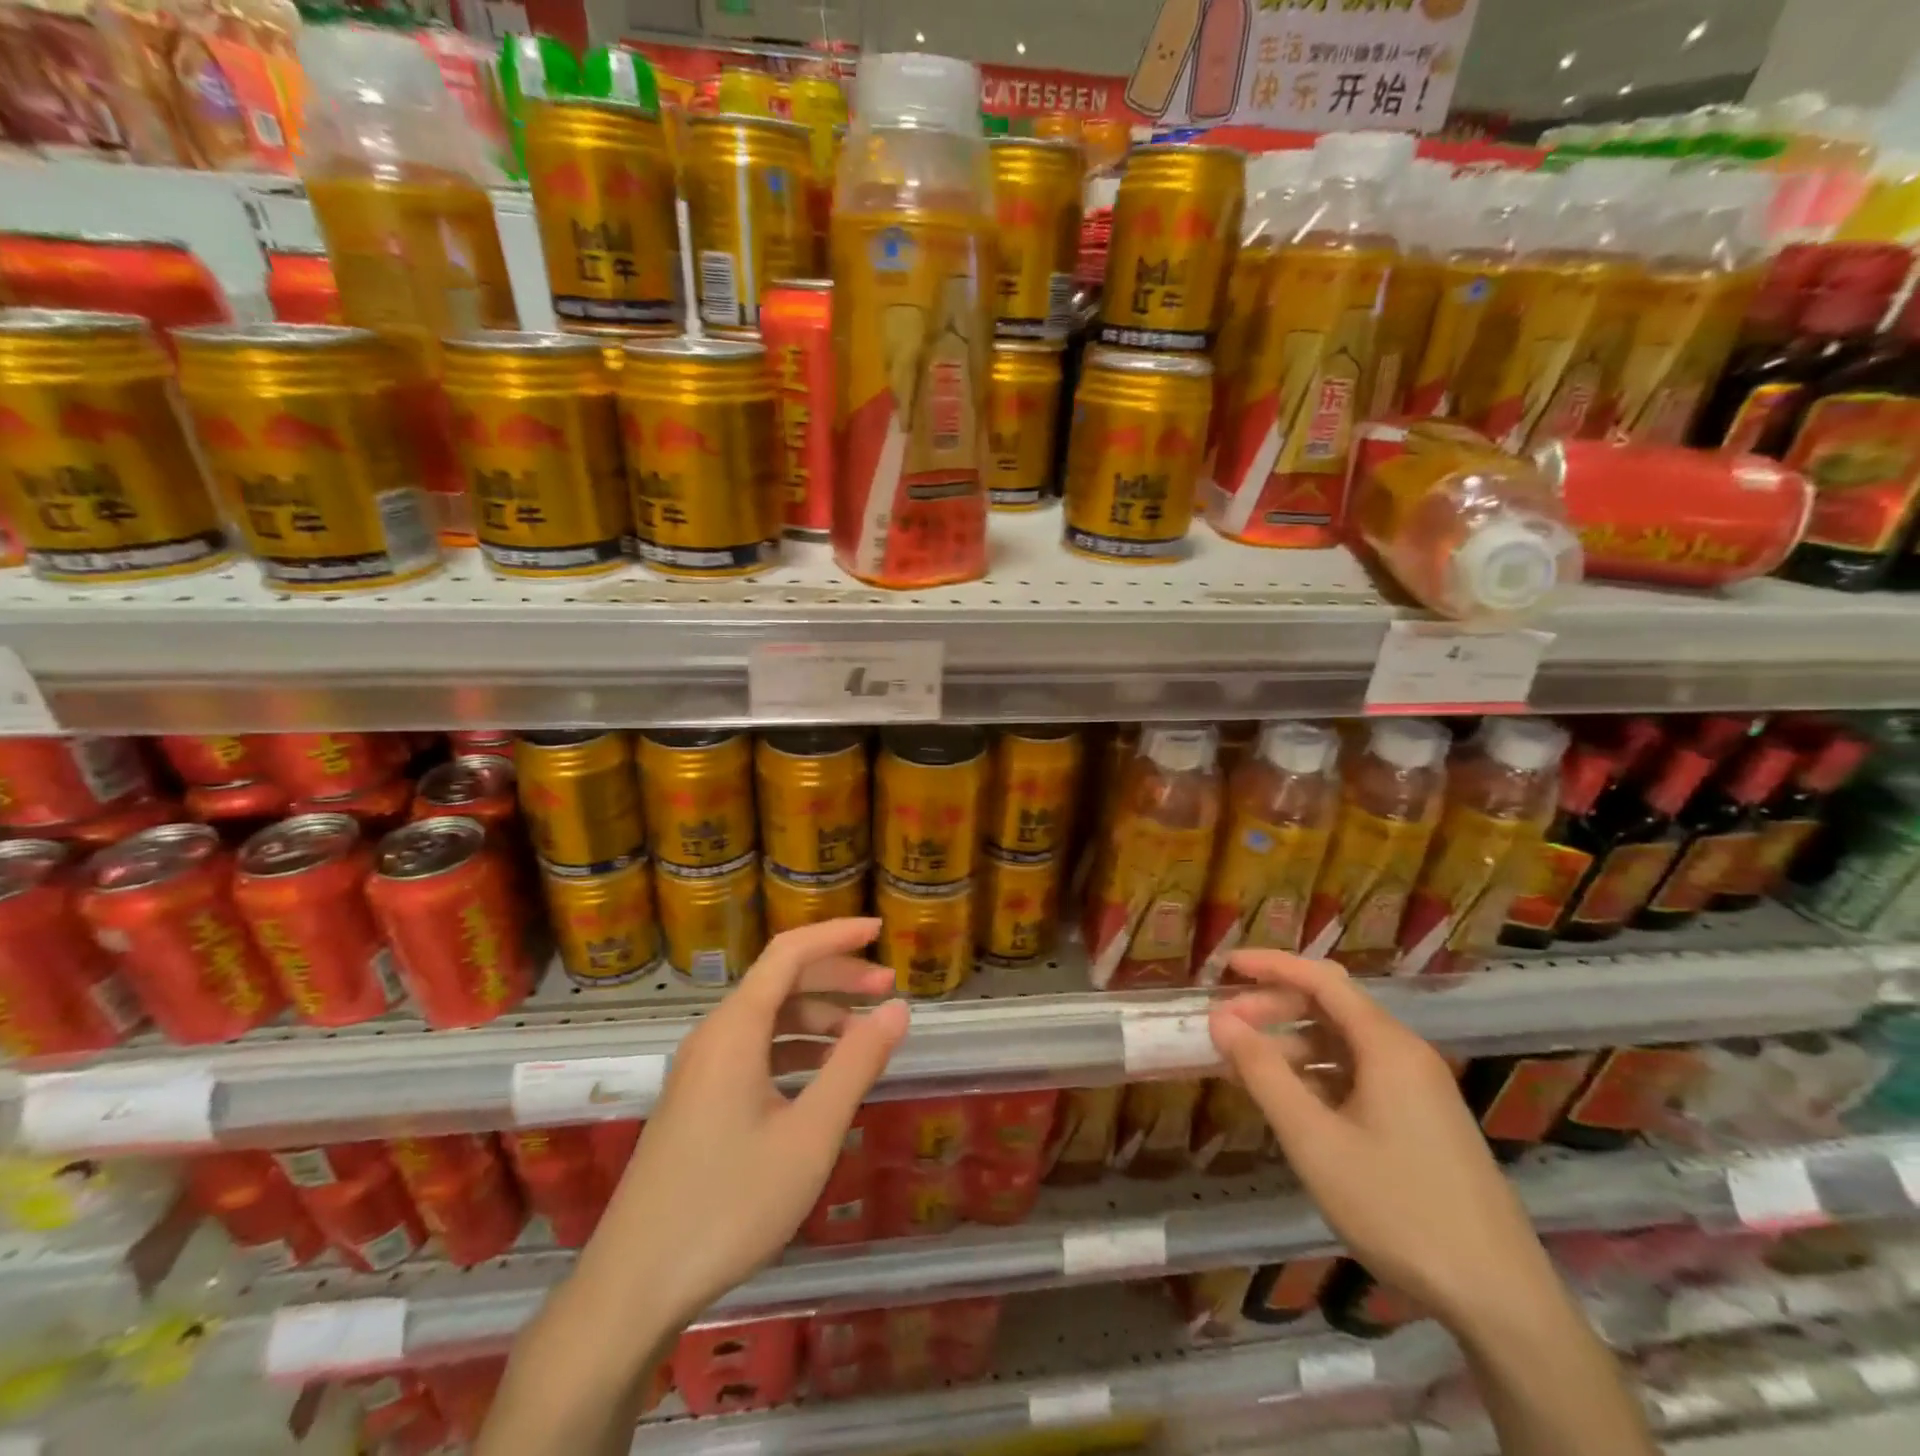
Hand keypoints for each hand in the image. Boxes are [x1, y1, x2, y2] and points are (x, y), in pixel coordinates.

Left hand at [586, 918, 908, 1325]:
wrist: (632, 1288)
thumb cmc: (728, 1205)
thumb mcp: (809, 1136)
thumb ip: (856, 1065)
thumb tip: (897, 1008)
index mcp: (735, 1029)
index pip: (789, 952)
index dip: (836, 935)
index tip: (880, 931)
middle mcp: (714, 1036)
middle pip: (780, 982)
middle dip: (836, 977)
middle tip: (886, 989)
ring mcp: (701, 1069)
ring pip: (768, 1019)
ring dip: (818, 1018)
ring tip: (863, 1040)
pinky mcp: (697, 1100)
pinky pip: (754, 1051)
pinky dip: (795, 1050)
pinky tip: (822, 1080)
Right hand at [1208, 950, 1554, 1325]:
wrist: (1501, 1303)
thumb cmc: (1398, 1209)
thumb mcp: (1314, 1141)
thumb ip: (1263, 1073)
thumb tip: (1221, 1019)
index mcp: (1387, 1046)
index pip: (1321, 979)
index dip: (1270, 965)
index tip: (1225, 966)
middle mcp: (1405, 1056)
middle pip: (1330, 1009)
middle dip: (1274, 1010)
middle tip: (1224, 1029)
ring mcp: (1417, 1091)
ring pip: (1342, 1047)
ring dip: (1290, 1048)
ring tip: (1245, 1070)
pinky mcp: (1421, 1123)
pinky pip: (1358, 1078)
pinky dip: (1316, 1078)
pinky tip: (1289, 1105)